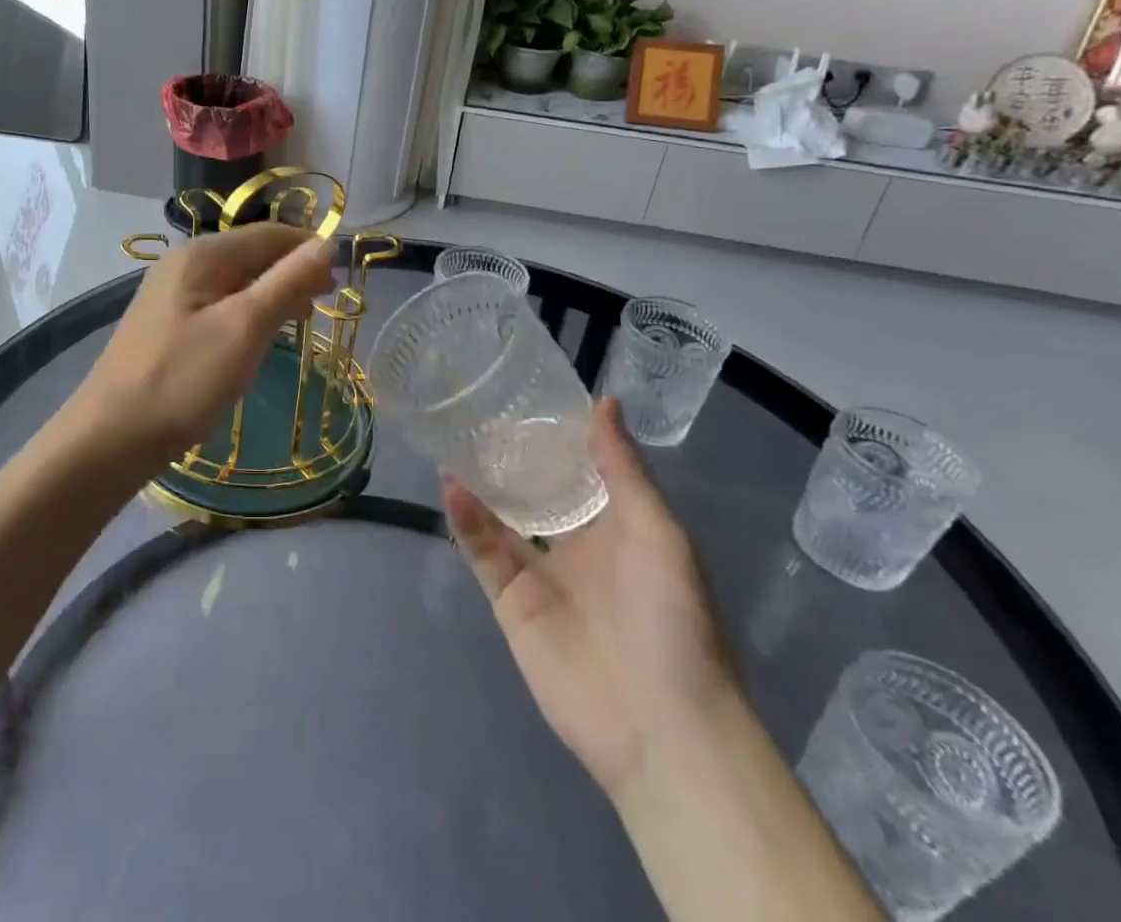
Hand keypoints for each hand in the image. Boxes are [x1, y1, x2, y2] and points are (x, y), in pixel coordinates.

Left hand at [67, 224, 337, 471]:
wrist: (112, 435)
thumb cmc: (184, 378)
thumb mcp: (245, 327)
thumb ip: (287, 281)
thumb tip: (326, 243)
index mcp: (202, 254)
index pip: (269, 234)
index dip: (308, 250)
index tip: (340, 281)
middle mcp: (184, 263)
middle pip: (251, 254)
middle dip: (291, 272)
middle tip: (324, 304)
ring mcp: (171, 294)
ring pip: (236, 281)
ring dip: (272, 294)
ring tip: (301, 321)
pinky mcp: (167, 323)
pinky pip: (218, 304)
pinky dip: (247, 313)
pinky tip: (258, 337)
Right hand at [443, 397, 736, 799]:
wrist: (660, 724)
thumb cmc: (670, 617)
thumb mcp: (657, 532)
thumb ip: (623, 468)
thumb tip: (604, 401)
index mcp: (617, 526)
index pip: (581, 470)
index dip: (558, 436)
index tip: (529, 395)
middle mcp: (576, 544)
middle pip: (536, 491)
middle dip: (511, 457)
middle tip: (478, 411)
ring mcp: (540, 574)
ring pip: (502, 517)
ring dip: (481, 483)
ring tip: (454, 437)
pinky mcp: (511, 602)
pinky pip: (484, 552)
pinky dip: (466, 519)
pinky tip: (451, 484)